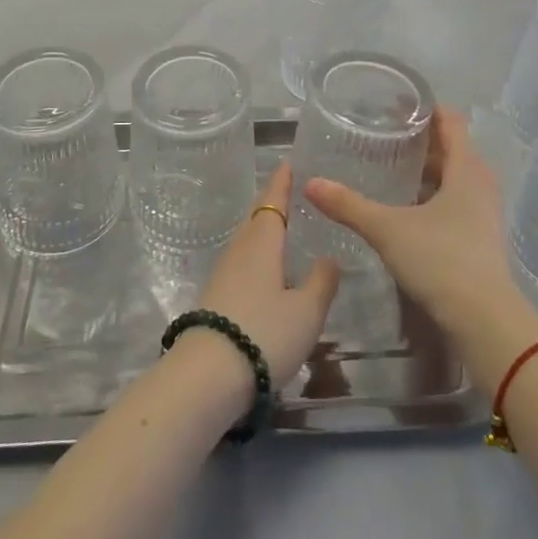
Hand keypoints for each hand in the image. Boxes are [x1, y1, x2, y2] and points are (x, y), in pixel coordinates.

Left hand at [193, 161, 339, 387]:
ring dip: (261, 229)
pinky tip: (263, 270)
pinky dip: (255, 255)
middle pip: (256, 218)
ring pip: (246, 240)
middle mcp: (240, 250)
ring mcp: (223, 274)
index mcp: (262, 243)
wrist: (207, 376)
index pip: (273, 202)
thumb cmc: (264, 333)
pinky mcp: (215, 298)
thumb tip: (330, 257)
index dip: (282, 182)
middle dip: (270, 203)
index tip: (287, 162)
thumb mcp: (306, 311)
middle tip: (286, 191)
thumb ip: (321, 282)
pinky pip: (240, 262)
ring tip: (279, 229)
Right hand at [304, 107, 517, 333]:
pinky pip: (456, 201)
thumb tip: (311, 183)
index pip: (451, 121)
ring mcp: (484, 212)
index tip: (396, 103)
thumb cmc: (441, 259)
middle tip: (384, 134)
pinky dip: (433, 195)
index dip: (425, 108)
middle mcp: (480, 183)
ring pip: (454, 177)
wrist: (485, 322)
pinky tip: (406, 207)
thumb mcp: (388, 229)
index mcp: (466, 168)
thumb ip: (349, 205)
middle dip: (421, 139)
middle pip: (452, 148)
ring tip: (390, 167)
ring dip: (427, 170)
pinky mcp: (481, 237)